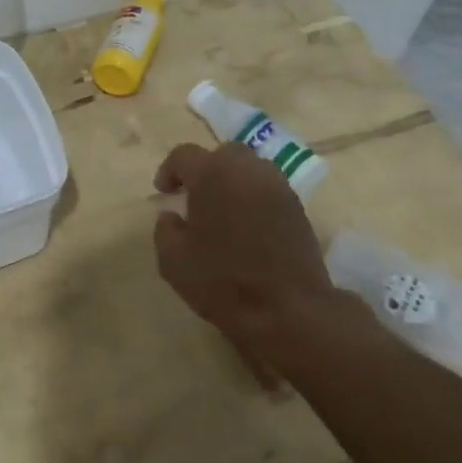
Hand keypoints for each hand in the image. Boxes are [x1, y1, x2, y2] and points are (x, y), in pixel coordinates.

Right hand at [153, 142, 336, 385]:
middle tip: (194, 197)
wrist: (287, 308)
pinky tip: (245, 226)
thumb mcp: (173, 261)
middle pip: (223, 154)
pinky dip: (253, 197)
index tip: (164, 192)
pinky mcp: (297, 206)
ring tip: (222, 211)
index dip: (169, 170)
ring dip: (232, 181)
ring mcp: (278, 186)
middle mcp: (248, 170)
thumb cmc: (222, 282)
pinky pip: (268, 189)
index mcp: (213, 175)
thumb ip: (165, 230)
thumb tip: (171, 215)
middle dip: (205, 170)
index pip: (185, 155)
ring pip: (250, 168)